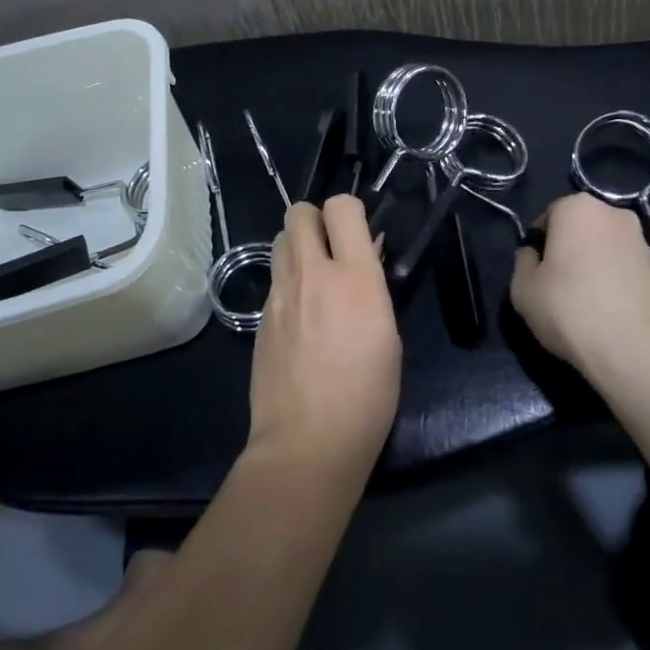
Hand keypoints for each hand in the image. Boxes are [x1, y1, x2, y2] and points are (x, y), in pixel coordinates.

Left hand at [247, 196, 402, 479]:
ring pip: (280, 239)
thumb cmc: (366, 396)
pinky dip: (288, 281)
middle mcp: (312, 274)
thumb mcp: (388, 336)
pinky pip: (274, 278)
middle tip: (332, 248)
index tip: (358, 232)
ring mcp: (280, 293)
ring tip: (314, 275)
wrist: (307, 443)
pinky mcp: (260, 316)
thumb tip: (366, 256)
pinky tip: (300, 314)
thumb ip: (372, 286)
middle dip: (316, 219)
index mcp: (354, 278)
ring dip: (297, 245)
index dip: (349, 211)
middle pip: (299, 211)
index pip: (341, 207)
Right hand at [510, 194, 649, 373]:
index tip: (536, 272)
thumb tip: (533, 255)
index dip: (539, 245)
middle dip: (569, 250)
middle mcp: (614, 214)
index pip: (548, 217)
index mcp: (578, 207)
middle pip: (580, 229)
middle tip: (558, 284)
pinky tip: (609, 311)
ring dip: (594, 265)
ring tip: (586, 302)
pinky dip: (616, 282)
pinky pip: (627, 270)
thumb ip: (523, 263)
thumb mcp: (522, 290)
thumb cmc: (570, 309)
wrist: (636, 350)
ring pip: (606, 248)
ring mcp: (643, 242)